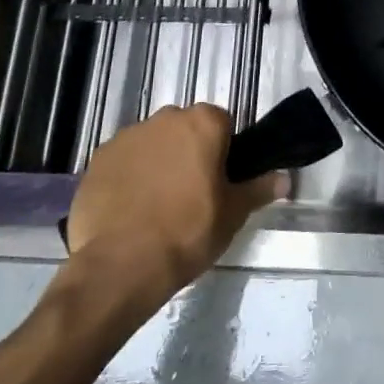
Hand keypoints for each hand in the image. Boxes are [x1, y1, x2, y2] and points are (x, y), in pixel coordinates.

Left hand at [58, 104, 284, 304]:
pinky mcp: (97, 159)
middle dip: (188, 152)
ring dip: (157, 163)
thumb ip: (259, 189)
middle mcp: (165, 118)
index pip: (222, 124)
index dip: (223, 151)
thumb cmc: (188, 232)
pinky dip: (127, 178)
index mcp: (203, 123)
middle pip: (185, 129)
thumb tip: (286, 179)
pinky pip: (122, 162)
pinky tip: (128, 211)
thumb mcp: (233, 214)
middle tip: (191, 194)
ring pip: (152, 144)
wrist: (121, 265)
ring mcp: (127, 136)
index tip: (219, 181)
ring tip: (156, 206)